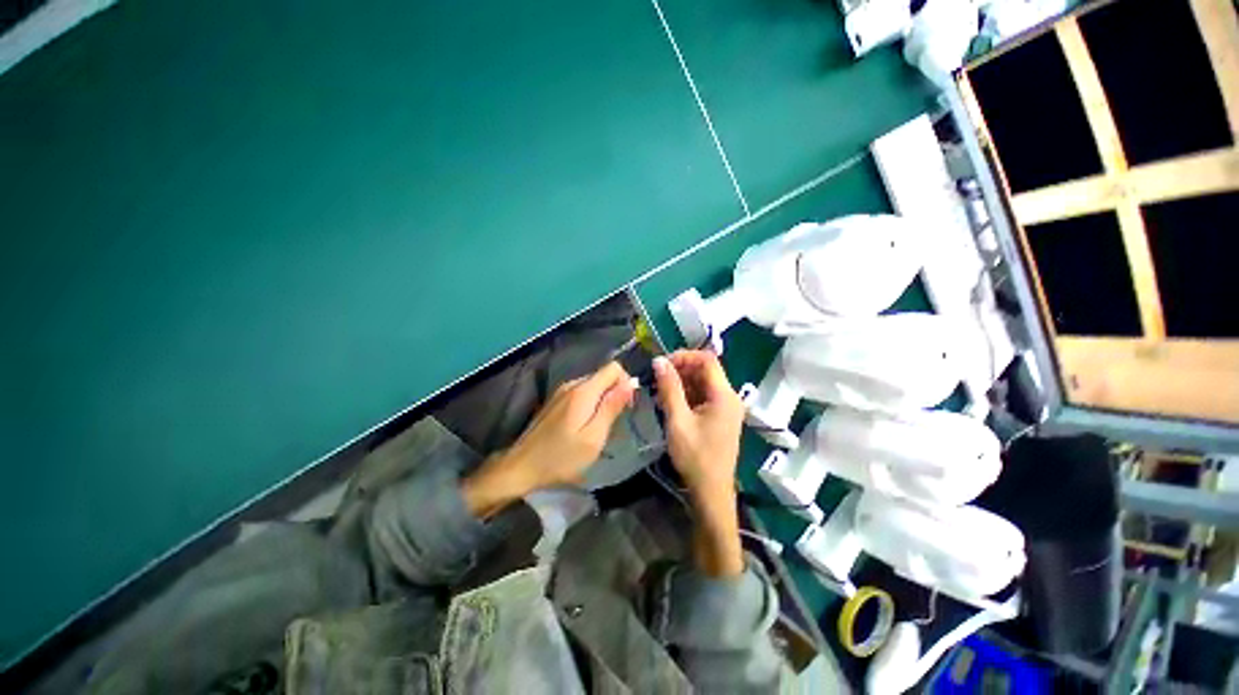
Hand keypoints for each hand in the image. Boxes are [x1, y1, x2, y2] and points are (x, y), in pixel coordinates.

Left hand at [463, 362, 634, 517]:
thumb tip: (630, 382)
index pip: (614, 368)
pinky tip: (583, 427)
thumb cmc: (561, 457)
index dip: (625, 383)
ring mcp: (561, 391)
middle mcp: (571, 384)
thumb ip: (612, 407)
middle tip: (612, 423)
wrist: (521, 467)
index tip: (625, 407)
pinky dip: (589, 405)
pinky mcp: (555, 400)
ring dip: (602, 401)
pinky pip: (581, 393)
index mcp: (583, 390)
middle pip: (603, 375)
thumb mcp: (594, 437)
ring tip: (598, 428)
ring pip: (593, 385)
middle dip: (614, 393)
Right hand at [653, 350, 743, 501]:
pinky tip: (669, 403)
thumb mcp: (678, 420)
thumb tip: (658, 361)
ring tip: (659, 393)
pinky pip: (703, 396)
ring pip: (702, 383)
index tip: (662, 365)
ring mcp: (726, 407)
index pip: (707, 359)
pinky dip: (686, 395)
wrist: (711, 492)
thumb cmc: (695, 457)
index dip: (684, 356)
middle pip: (705, 370)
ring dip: (681, 383)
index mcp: (724, 395)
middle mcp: (729, 397)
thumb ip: (669, 388)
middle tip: (657, 379)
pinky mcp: (720, 417)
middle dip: (680, 370)